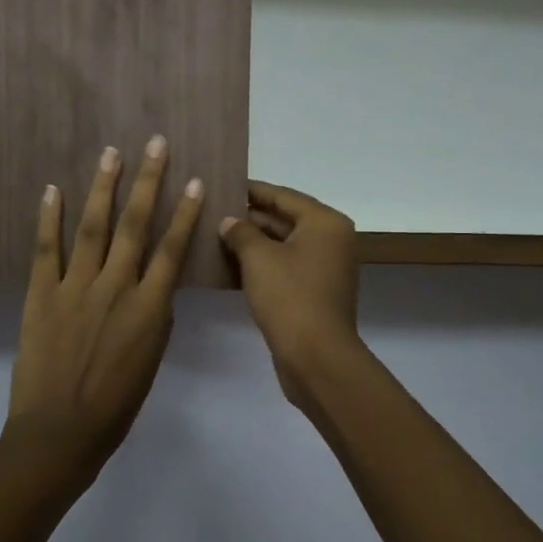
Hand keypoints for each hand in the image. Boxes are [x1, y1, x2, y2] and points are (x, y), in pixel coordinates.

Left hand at [6, 137, 205, 472]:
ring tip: (112, 153)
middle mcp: (115, 288)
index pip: (172, 249)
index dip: (185, 212)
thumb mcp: (150, 362)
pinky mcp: (40, 294)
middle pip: (135, 225)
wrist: (59, 433)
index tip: (196, 180)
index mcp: (149, 309)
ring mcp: (75, 288)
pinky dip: (49, 218)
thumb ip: (154, 319)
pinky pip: (46, 249)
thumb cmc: (114, 407)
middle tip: (155, 143)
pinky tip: (53, 189)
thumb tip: (154, 288)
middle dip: (148, 181)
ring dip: (104, 187)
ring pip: (94, 227)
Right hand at [220, 181, 361, 404]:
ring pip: (282, 246)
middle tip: (211, 211)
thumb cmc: (289, 296)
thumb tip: (229, 222)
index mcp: (325, 223)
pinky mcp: (314, 292)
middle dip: (249, 217)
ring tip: (213, 235)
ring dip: (251, 243)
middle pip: (284, 219)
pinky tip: (228, 266)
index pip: (282, 196)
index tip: (221, 184)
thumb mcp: (258, 258)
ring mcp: (324, 268)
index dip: (250, 190)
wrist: (316, 357)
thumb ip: (241, 232)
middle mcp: (330, 240)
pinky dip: (260, 265)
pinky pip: (284, 268)